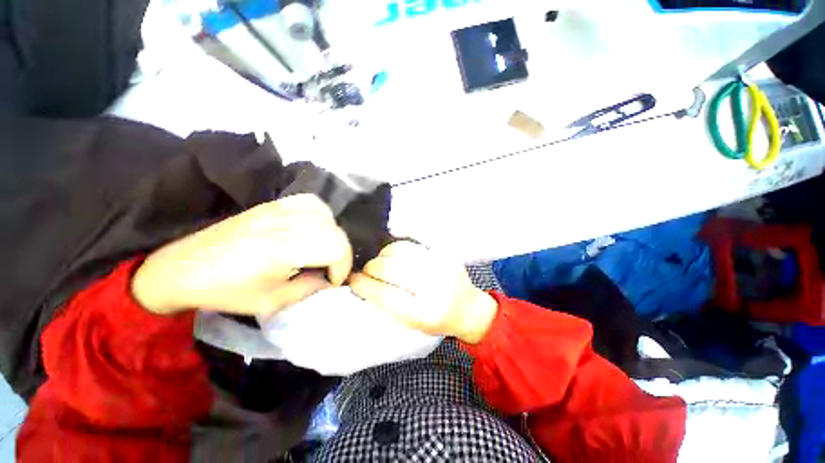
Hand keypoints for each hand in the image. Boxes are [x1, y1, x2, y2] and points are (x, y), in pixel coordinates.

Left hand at [132, 194, 352, 315]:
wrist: (184, 268)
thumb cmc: (227, 290)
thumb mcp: (272, 301)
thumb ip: (310, 288)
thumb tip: (328, 280)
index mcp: (285, 249)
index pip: (336, 247)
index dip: (343, 266)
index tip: (332, 280)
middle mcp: (286, 222)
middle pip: (335, 230)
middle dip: (340, 253)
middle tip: (328, 269)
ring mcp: (279, 209)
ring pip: (327, 214)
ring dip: (331, 234)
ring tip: (320, 249)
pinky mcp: (273, 204)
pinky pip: (310, 202)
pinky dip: (320, 216)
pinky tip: (311, 229)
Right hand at [350, 241, 497, 343]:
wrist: (469, 308)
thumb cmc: (437, 320)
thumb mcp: (411, 324)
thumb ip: (388, 305)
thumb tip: (362, 284)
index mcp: (425, 314)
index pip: (385, 295)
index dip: (364, 285)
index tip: (352, 280)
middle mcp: (435, 287)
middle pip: (391, 268)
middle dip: (371, 267)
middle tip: (365, 269)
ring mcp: (442, 265)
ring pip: (401, 250)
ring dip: (383, 254)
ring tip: (380, 260)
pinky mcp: (446, 252)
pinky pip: (415, 240)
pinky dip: (398, 245)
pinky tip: (392, 251)